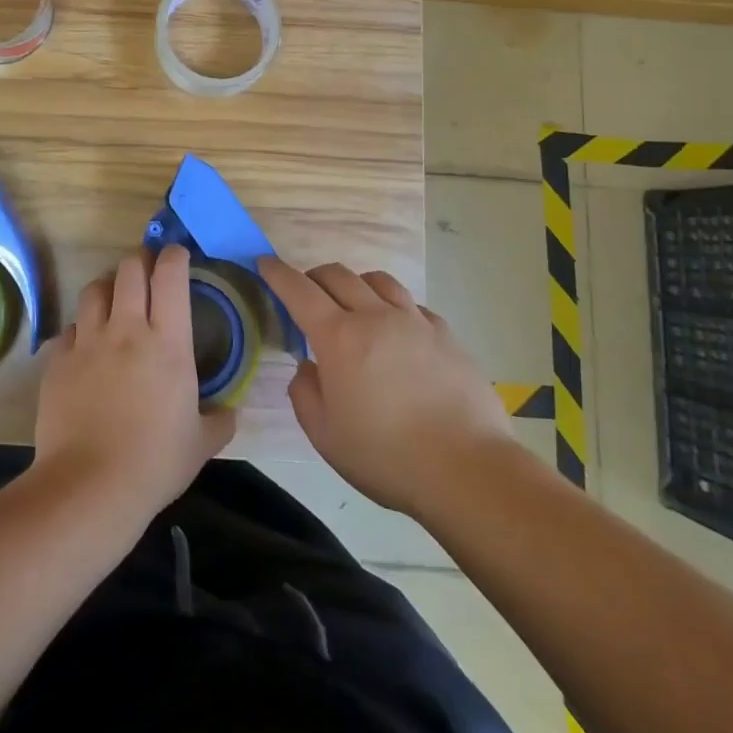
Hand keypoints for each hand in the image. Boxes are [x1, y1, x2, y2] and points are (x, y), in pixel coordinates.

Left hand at [32, 246, 236, 522]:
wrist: (89, 486)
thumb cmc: (154, 463)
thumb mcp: (201, 444)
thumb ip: (220, 421)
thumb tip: (229, 412)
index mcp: (167, 341)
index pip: (170, 274)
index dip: (174, 256)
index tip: (178, 256)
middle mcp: (127, 328)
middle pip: (130, 269)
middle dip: (140, 262)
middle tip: (147, 274)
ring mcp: (88, 341)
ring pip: (95, 288)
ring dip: (108, 287)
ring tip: (114, 300)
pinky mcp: (58, 359)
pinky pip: (70, 328)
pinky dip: (81, 328)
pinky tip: (86, 346)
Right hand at [259, 256, 520, 516]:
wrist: (468, 470)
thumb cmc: (387, 456)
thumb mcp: (325, 436)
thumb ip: (305, 393)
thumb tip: (308, 366)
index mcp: (338, 337)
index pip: (299, 290)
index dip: (277, 273)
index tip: (265, 263)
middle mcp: (374, 316)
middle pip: (337, 275)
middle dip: (313, 276)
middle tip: (306, 293)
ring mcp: (414, 321)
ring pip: (377, 280)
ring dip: (355, 284)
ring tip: (353, 304)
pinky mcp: (446, 334)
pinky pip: (411, 304)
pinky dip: (393, 306)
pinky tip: (396, 330)